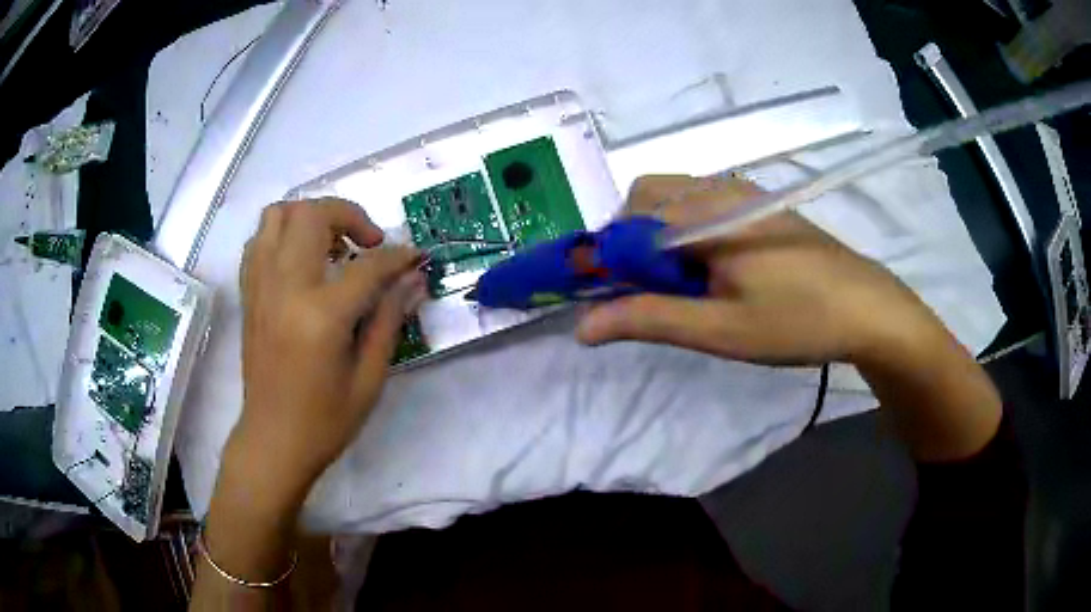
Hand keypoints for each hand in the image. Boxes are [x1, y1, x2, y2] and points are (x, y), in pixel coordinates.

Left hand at [232, 198, 424, 506]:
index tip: (417, 256)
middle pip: (312, 215)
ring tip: (332, 243)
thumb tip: (414, 279)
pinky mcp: (249, 294)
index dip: (399, 256)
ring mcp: (260, 287)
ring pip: (278, 215)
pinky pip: (259, 240)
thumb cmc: (325, 420)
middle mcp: (285, 288)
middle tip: (368, 242)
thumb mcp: (369, 378)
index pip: (367, 265)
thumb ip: (389, 319)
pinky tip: (301, 259)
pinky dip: (282, 234)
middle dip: (349, 215)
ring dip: (310, 216)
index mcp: (320, 315)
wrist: (273, 440)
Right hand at [577, 175, 937, 366]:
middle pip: (644, 198)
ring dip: (657, 236)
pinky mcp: (756, 203)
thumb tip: (582, 327)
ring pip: (672, 198)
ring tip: (683, 284)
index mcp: (704, 214)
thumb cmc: (796, 321)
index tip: (608, 297)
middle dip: (629, 241)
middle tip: (650, 291)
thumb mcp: (719, 330)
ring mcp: (740, 191)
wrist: (867, 308)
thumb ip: (648, 320)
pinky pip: (700, 202)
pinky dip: (684, 230)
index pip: (625, 223)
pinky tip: (711, 268)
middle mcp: (717, 187)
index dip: (604, 259)